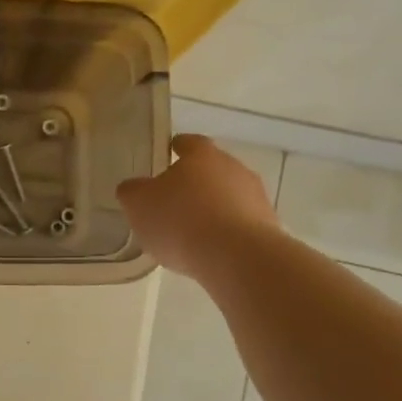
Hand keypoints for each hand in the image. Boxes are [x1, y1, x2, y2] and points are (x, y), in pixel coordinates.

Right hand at [117, 134, 278, 277]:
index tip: (167, 153)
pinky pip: (240, 224)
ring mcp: (256, 197)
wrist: (237, 257)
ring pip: (228, 197)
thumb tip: (133, 188)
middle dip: (194, 182)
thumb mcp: (138, 204)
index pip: (188, 143)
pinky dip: (226, 232)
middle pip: (211, 169)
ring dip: (212, 208)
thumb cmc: (181, 220)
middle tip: (172, 199)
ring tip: (190, 231)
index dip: (176, 148)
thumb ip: (132, 192)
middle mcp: (233, 168)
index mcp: (202, 155)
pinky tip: (210, 250)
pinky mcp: (268, 227)